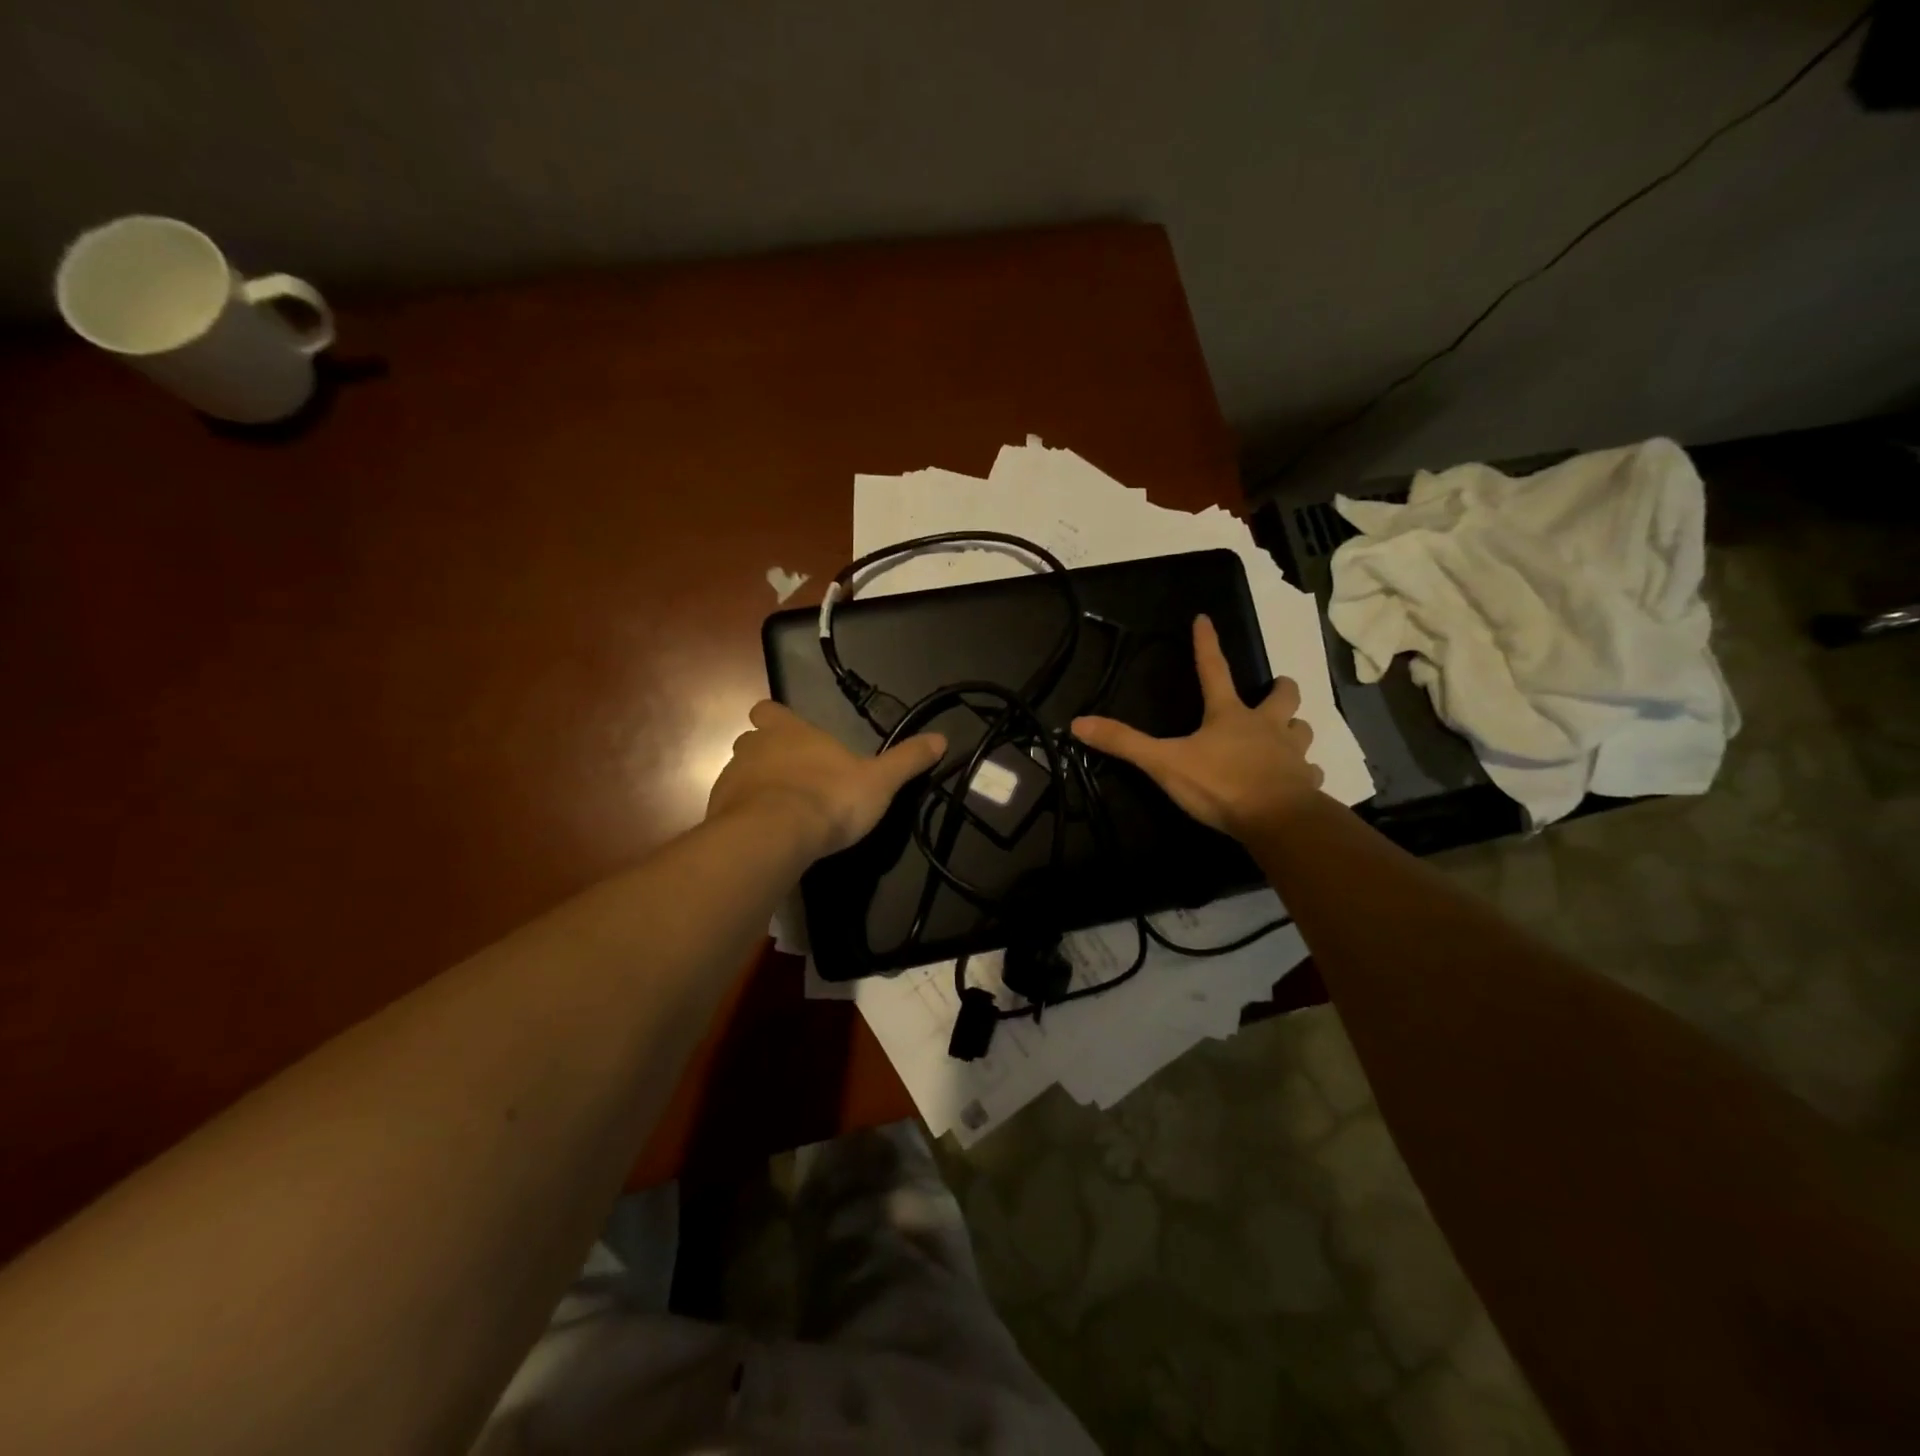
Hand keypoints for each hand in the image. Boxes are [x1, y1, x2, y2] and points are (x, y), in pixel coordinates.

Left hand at [707, 700, 946, 858]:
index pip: (769, 709)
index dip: (777, 719)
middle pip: (751, 740)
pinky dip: (745, 816)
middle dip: (767, 754)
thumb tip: (942, 738)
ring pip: (739, 774)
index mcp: (790, 731)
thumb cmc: (829, 798)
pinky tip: (766, 835)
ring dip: (756, 786)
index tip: (791, 735)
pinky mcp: (718, 811)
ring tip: (781, 811)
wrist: (773, 837)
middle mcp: (755, 747)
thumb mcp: (879, 781)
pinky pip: (730, 807)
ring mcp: (732, 779)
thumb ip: (907, 760)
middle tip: (793, 777)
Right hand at [1071, 615, 1323, 839]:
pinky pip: (1309, 771)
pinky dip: (1303, 772)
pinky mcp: (1305, 782)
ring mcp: (1291, 753)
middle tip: (1274, 690)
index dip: (1206, 644)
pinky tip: (1297, 779)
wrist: (1277, 820)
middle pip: (1282, 695)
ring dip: (1294, 728)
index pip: (1214, 670)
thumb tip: (1079, 722)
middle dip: (1279, 688)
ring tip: (1286, 734)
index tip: (1204, 618)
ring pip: (1302, 729)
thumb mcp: (1164, 763)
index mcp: (1229, 716)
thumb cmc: (1219, 784)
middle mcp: (1265, 726)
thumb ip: (1124, 743)